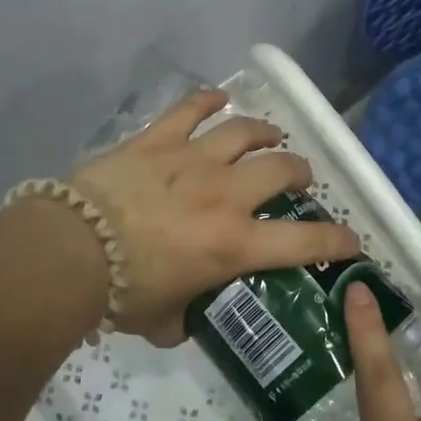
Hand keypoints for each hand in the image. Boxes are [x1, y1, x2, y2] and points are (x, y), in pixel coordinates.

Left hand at [69, 88, 359, 344]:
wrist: (71, 250)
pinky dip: (208, 100)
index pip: (304, 242)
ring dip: (264, 133)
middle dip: (299, 173)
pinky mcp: (157, 140)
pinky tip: (218, 98)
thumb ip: (185, 320)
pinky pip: (190, 109)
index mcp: (234, 244)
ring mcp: (192, 159)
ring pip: (243, 132)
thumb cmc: (121, 294)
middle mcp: (225, 195)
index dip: (336, 240)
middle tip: (298, 180)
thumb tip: (187, 319)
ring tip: (270, 136)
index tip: (350, 240)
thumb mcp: (163, 322)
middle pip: (280, 169)